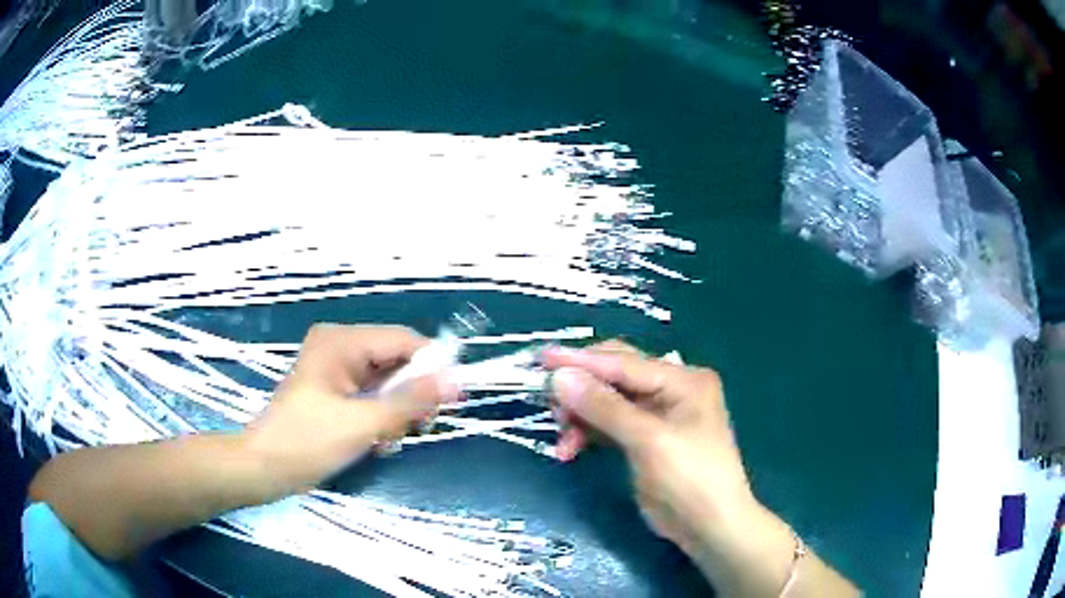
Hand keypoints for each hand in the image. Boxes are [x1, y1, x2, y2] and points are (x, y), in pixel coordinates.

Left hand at [241, 324, 458, 498]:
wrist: (264, 469)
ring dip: (396, 413)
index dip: (432, 366)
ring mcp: (336, 371)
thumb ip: (411, 401)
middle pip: (396, 362)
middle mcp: (340, 348)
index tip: (455, 398)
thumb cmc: (307, 441)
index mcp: (341, 342)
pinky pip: (372, 398)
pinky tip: (377, 443)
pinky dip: (381, 419)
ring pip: (387, 384)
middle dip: (410, 396)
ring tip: (386, 441)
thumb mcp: (363, 423)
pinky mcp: (335, 393)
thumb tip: (456, 380)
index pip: (402, 341)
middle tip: (417, 427)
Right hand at [541, 342, 753, 555]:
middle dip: (580, 390)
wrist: (710, 528)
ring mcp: (658, 414)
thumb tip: (559, 377)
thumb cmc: (689, 479)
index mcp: (682, 379)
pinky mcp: (645, 438)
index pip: (624, 362)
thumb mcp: (648, 441)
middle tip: (549, 406)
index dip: (581, 361)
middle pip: (614, 377)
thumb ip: (604, 407)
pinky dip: (588, 433)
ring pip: (607, 402)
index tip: (541, 359)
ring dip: (581, 417)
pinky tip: (571, 450)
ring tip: (563, 442)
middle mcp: (671, 389)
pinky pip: (609, 424)